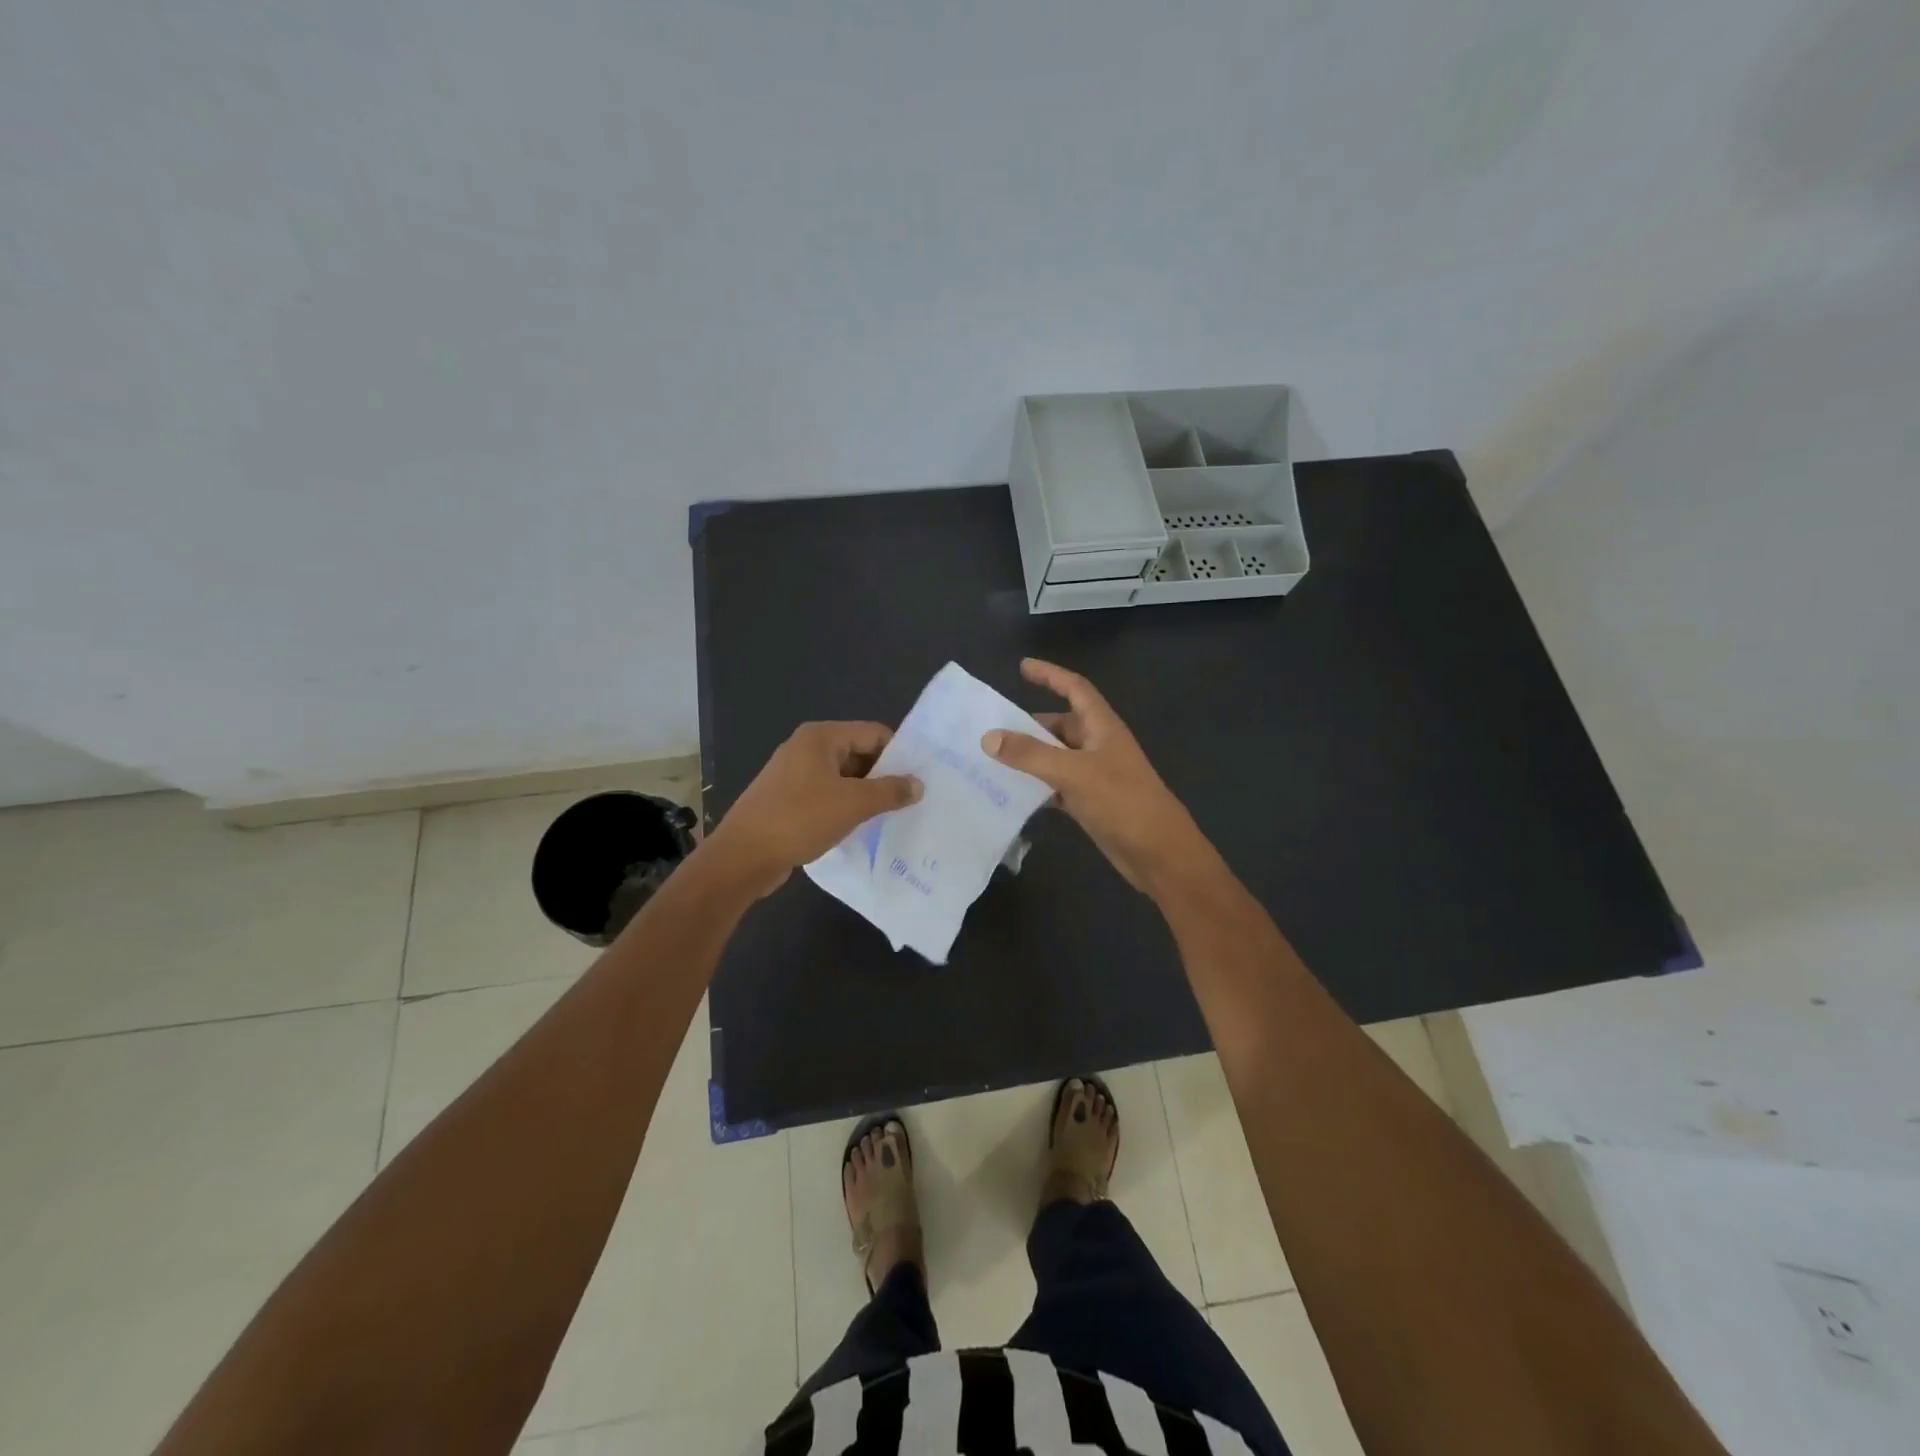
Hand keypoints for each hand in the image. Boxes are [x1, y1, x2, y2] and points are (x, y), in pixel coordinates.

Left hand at [704, 722, 921, 897]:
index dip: (899, 753)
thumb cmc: (799, 819)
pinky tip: (860, 827)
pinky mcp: (787, 799)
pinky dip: (845, 807)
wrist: (742, 857)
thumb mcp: (853, 804)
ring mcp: (793, 774)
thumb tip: (918, 784)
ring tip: (892, 816)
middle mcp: (806, 748)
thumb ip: (890, 791)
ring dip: (865, 794)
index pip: (873, 733)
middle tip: (911, 800)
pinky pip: (826, 795)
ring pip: (843, 777)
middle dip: (883, 776)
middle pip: (858, 753)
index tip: (920, 778)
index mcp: (820, 737)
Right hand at [982, 658, 1207, 893]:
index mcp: (1102, 727)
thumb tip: (989, 737)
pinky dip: (1036, 787)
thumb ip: (1030, 754)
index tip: (1022, 666)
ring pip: (1055, 757)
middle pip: (1060, 725)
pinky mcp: (1090, 802)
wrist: (1158, 853)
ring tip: (991, 760)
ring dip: (1029, 757)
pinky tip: (1011, 794)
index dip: (1050, 675)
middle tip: (990, 729)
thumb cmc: (1122, 802)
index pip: (1075, 689)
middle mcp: (1098, 745)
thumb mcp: (1073, 773)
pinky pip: (1056, 785)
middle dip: (1028, 725)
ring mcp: (1095, 775)